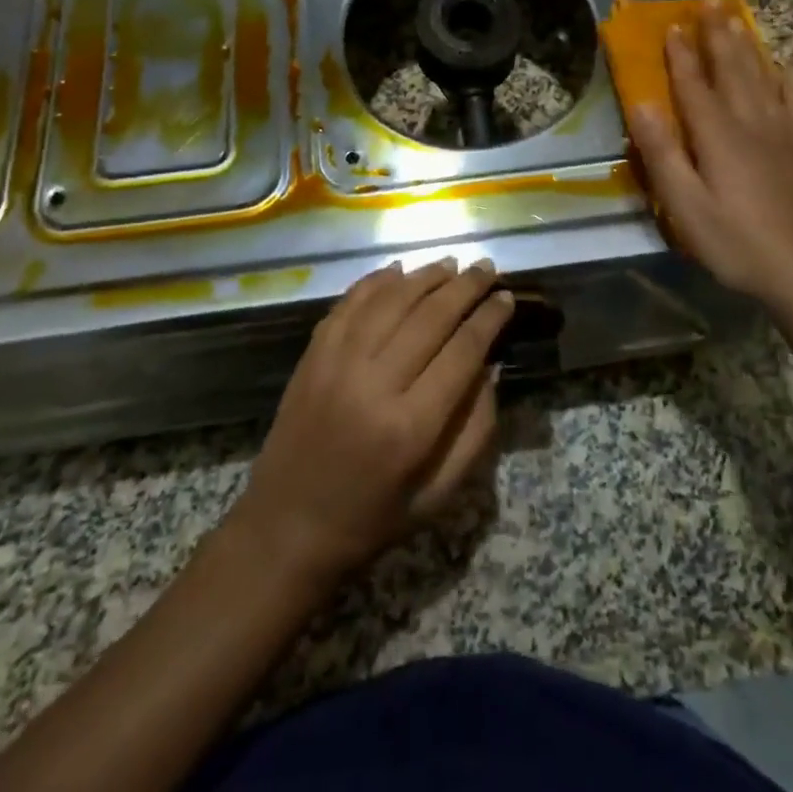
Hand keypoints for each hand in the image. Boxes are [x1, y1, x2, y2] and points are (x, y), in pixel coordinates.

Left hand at [230, 259, 512, 582]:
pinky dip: (377, 281)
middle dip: (465, 287)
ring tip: (452, 264)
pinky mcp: (312, 354)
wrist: (286, 526)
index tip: (507, 298)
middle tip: (487, 267)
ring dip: (426, 276)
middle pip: (431, 316)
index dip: (489, 319)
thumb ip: (475, 430)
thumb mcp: (440, 494)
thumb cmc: (373, 517)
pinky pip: (350, 302)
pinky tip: (400, 271)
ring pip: (391, 300)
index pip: (463, 351)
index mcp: (411, 427)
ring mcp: (337, 362)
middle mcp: (374, 383)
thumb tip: (490, 366)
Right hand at [628, 2, 792, 308]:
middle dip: (717, 34)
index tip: (671, 24)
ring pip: (763, 76)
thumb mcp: (686, 207)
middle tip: (709, 0)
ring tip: (737, 18)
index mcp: (719, 136)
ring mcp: (785, 133)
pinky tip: (787, 66)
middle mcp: (753, 122)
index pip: (694, 84)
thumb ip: (663, 155)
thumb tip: (641, 105)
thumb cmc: (738, 243)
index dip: (681, 54)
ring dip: (747, 44)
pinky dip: (787, 77)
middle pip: (732, 68)